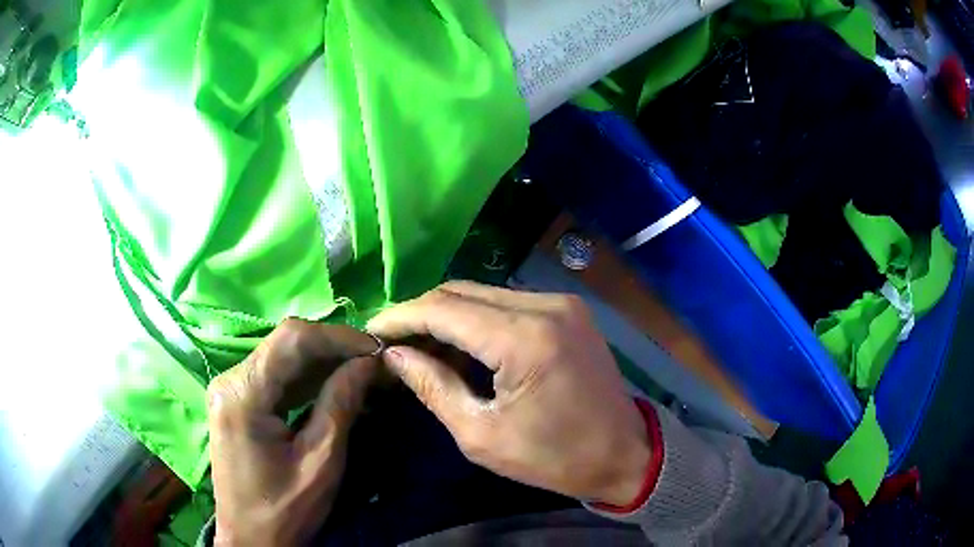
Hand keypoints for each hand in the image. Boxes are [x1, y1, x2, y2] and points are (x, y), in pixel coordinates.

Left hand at [207, 319, 379, 545]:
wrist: (251, 540)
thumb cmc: (285, 510)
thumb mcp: (320, 462)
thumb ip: (341, 404)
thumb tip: (369, 362)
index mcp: (242, 394)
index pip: (292, 340)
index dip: (338, 337)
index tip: (376, 349)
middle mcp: (230, 380)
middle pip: (285, 344)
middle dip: (333, 349)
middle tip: (374, 362)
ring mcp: (230, 389)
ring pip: (281, 357)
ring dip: (323, 362)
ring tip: (362, 372)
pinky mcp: (237, 401)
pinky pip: (275, 377)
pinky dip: (307, 379)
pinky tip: (335, 386)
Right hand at [367, 281, 650, 505]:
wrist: (624, 454)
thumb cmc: (553, 458)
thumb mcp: (482, 435)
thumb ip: (433, 387)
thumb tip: (394, 356)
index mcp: (525, 338)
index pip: (444, 309)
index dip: (401, 316)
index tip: (371, 331)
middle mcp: (545, 305)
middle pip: (462, 291)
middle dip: (420, 313)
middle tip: (392, 341)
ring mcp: (561, 303)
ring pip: (484, 293)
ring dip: (447, 315)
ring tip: (420, 345)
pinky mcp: (568, 310)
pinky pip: (508, 303)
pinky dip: (477, 319)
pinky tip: (460, 344)